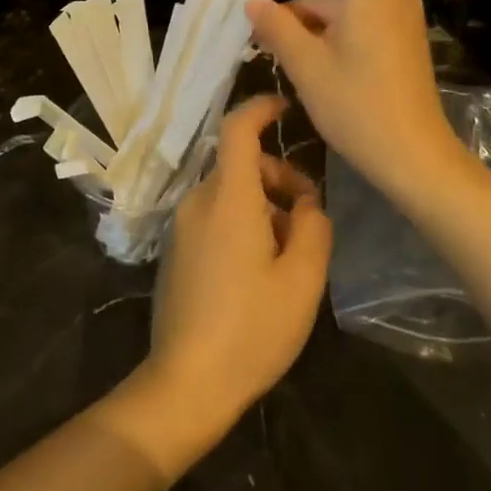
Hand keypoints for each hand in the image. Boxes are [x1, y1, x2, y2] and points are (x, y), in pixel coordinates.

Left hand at [98, 96, 330, 481]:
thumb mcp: (302, 279)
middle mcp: (199, 201)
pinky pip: (214, 215)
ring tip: (291, 250)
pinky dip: (242, 221)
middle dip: (278, 175)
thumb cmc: (251, 328)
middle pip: (239, 163)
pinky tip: (262, 268)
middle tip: (309, 214)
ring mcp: (182, 226)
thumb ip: (313, 227)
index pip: (237, 127)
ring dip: (263, 203)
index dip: (261, 107)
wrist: (186, 383)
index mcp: (228, 197)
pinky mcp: (177, 250)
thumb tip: (307, 204)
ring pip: (229, 191)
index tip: (287, 108)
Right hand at [245, 0, 458, 194]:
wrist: (418, 161)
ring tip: (271, 30)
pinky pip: (354, 9)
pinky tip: (296, 46)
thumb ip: (277, 28)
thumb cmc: (362, 111)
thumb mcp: (308, 68)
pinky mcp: (394, 36)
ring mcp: (394, 15)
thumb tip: (253, 4)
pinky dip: (323, 17)